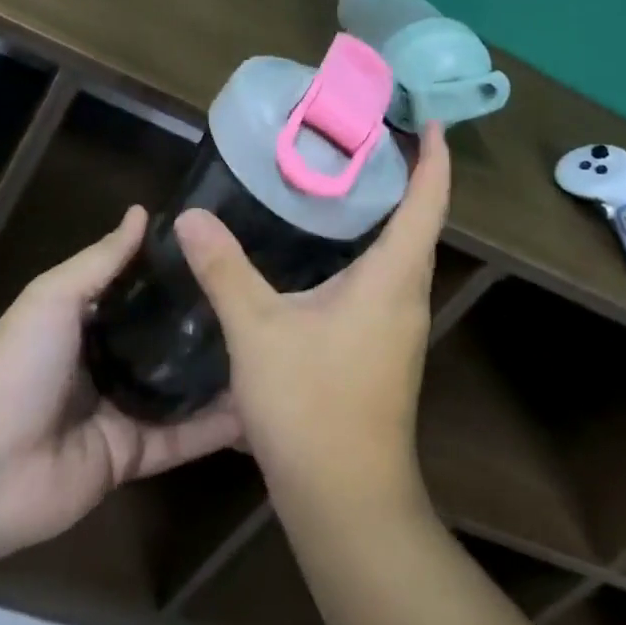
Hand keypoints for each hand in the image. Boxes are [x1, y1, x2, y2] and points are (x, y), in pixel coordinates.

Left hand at [0, 207, 243, 561]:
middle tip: (261, 299)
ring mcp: (122, 411)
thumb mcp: (54, 297)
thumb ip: (101, 260)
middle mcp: (108, 362)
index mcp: (87, 321)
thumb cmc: (16, 368)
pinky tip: (256, 407)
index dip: (178, 272)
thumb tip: (142, 211)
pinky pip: (181, 438)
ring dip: (218, 374)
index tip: (226, 250)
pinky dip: (214, 427)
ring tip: (270, 349)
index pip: (142, 291)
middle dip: (206, 323)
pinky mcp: (133, 455)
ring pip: (181, 388)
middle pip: (165, 339)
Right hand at [177, 123, 450, 519]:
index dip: (433, 158)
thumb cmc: (312, 406)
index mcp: (393, 277)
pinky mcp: (385, 349)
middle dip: (406, 176)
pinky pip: (387, 279)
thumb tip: (191, 217)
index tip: (429, 120)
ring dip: (389, 214)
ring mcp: (400, 327)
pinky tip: (331, 249)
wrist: (347, 504)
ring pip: (404, 253)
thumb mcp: (259, 332)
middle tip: (369, 137)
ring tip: (349, 181)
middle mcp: (407, 295)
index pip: (427, 202)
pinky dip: (371, 248)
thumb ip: (225, 270)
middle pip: (420, 222)